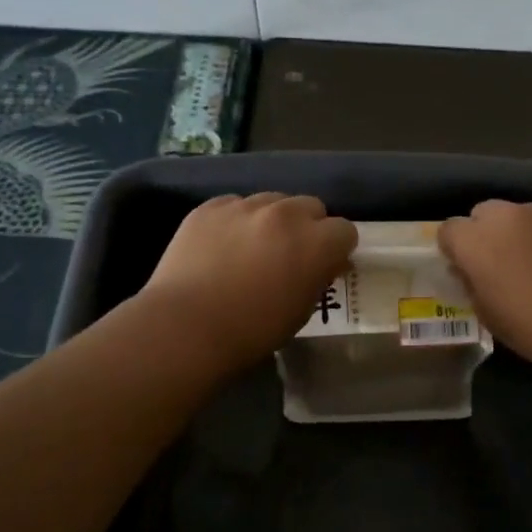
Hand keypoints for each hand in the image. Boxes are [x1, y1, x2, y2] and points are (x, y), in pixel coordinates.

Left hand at [139, 193, 356, 372]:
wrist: (186, 326)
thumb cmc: (252, 331)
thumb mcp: (301, 311)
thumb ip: (319, 278)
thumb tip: (327, 263)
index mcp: (316, 242)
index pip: (345, 230)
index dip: (336, 248)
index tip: (325, 264)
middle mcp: (285, 214)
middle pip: (310, 206)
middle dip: (308, 227)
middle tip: (291, 254)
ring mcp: (245, 206)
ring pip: (272, 201)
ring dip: (272, 220)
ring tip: (254, 247)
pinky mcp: (210, 207)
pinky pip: (234, 205)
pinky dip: (236, 221)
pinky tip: (222, 246)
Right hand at [438, 200, 531, 375]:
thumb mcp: (490, 317)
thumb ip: (472, 285)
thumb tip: (469, 270)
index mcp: (478, 242)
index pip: (450, 229)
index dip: (456, 249)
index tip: (468, 266)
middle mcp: (510, 215)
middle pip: (486, 212)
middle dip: (489, 233)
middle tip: (506, 261)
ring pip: (526, 213)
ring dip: (527, 231)